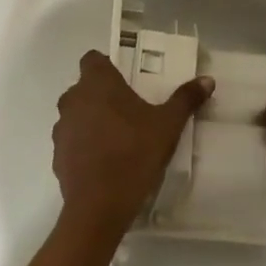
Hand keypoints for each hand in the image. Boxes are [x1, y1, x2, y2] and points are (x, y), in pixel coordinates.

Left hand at [52, 50, 211, 233]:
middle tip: (130, 107)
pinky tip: (106, 159)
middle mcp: (73, 100)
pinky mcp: (57, 156)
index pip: (92, 59)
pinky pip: (72, 140)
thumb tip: (207, 79)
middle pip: (84, 87)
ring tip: (118, 135)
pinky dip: (85, 144)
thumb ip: (186, 99)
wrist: (99, 206)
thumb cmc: (134, 153)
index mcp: (98, 84)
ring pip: (77, 113)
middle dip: (103, 93)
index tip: (125, 78)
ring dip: (92, 118)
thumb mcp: (168, 125)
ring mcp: (62, 129)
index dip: (106, 65)